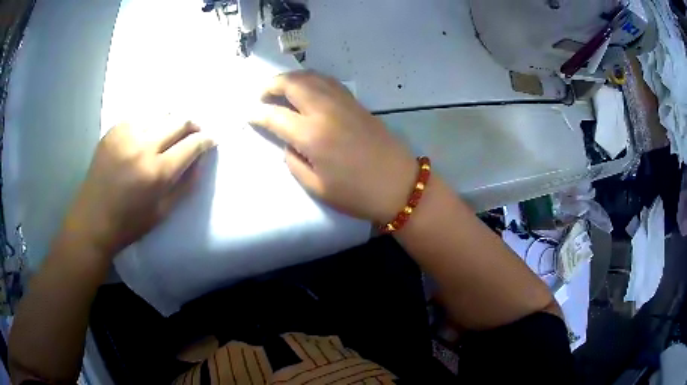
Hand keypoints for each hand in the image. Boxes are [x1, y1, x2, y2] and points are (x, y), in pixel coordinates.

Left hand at [65, 120, 215, 255]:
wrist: (92, 219)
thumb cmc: (129, 223)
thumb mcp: (163, 211)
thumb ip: (185, 184)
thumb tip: (200, 159)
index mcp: (156, 172)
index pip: (191, 144)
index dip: (206, 140)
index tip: (211, 139)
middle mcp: (142, 146)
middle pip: (178, 120)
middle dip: (192, 125)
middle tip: (194, 133)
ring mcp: (125, 134)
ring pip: (160, 113)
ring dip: (171, 122)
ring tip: (171, 134)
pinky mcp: (113, 130)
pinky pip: (140, 117)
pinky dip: (150, 123)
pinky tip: (147, 135)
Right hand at [250, 70, 416, 222]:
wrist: (400, 186)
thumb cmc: (357, 194)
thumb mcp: (317, 187)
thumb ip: (294, 161)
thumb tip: (289, 142)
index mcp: (312, 135)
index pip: (275, 116)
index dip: (258, 114)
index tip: (248, 115)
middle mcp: (325, 111)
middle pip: (292, 84)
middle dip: (271, 85)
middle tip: (261, 94)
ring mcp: (343, 103)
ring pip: (311, 77)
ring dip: (291, 78)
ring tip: (279, 87)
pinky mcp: (356, 103)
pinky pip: (329, 82)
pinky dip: (312, 79)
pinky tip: (307, 87)